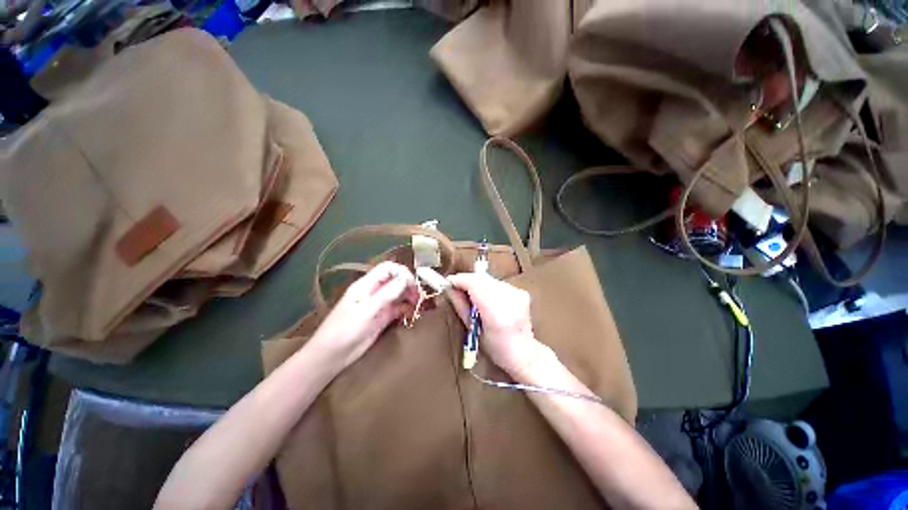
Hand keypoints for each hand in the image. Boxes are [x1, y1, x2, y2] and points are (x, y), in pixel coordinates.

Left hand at [310, 262, 418, 369]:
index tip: (413, 284)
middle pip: (396, 280)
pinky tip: (411, 313)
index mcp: (367, 285)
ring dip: (409, 296)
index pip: (388, 268)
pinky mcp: (383, 318)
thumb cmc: (344, 330)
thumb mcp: (366, 311)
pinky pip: (398, 308)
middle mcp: (375, 291)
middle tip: (418, 296)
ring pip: (399, 294)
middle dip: (408, 285)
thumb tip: (406, 278)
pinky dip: (406, 309)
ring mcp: (379, 305)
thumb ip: (387, 294)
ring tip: (417, 304)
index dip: (402, 272)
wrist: (332, 356)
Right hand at [446, 273, 542, 375]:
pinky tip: (488, 299)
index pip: (475, 284)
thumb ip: (461, 305)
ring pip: (489, 279)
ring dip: (477, 284)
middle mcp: (509, 299)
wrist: (524, 353)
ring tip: (473, 297)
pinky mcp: (521, 291)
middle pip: (481, 278)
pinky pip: (498, 282)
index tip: (449, 282)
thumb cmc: (495, 348)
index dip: (460, 280)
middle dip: (467, 281)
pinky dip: (488, 287)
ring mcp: (517, 293)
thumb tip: (449, 288)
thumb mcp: (473, 329)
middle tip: (457, 289)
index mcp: (496, 313)